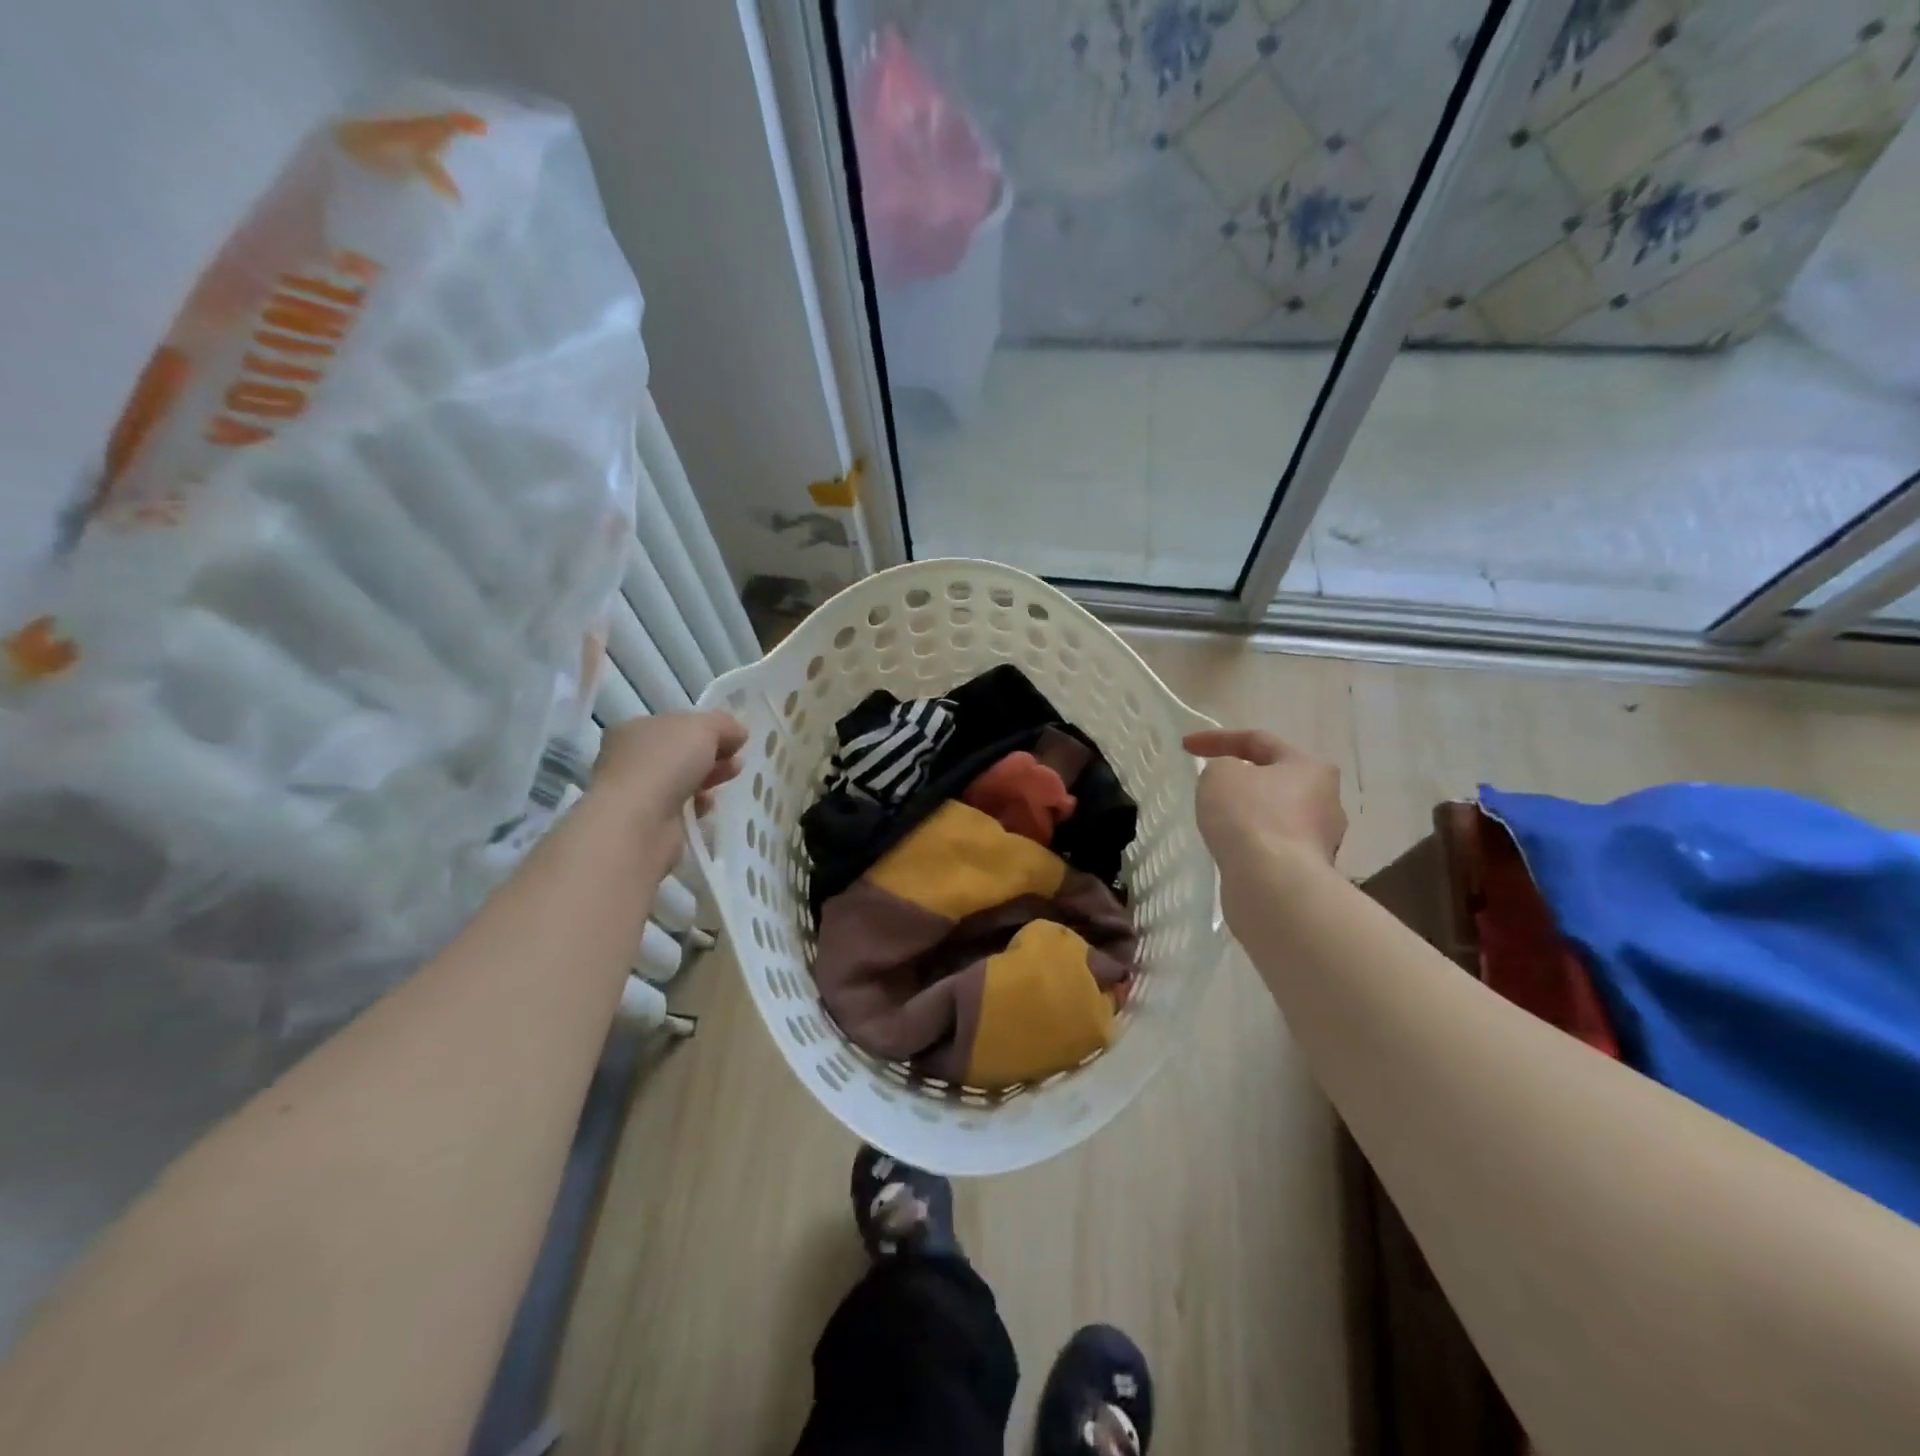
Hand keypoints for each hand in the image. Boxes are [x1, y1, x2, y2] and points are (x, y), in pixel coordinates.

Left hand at [592, 712, 746, 829]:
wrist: (640, 822)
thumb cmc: (666, 763)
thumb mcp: (704, 727)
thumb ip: (724, 724)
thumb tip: (738, 733)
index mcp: (634, 729)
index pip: (677, 724)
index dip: (707, 729)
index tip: (733, 739)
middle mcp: (631, 758)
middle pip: (682, 753)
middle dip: (714, 754)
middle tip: (736, 761)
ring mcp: (638, 792)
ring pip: (683, 780)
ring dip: (710, 778)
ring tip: (729, 780)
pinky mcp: (648, 821)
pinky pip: (682, 807)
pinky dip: (698, 805)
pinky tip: (706, 805)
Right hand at [1183, 728, 1345, 867]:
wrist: (1273, 886)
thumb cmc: (1249, 817)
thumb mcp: (1220, 775)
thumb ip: (1221, 767)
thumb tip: (1232, 782)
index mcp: (1310, 768)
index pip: (1258, 741)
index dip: (1217, 738)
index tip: (1185, 746)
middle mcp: (1326, 801)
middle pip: (1275, 780)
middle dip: (1242, 780)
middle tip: (1209, 786)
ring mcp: (1320, 841)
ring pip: (1275, 816)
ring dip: (1247, 814)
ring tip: (1216, 821)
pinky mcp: (1307, 872)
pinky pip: (1272, 846)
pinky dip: (1251, 843)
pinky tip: (1230, 849)